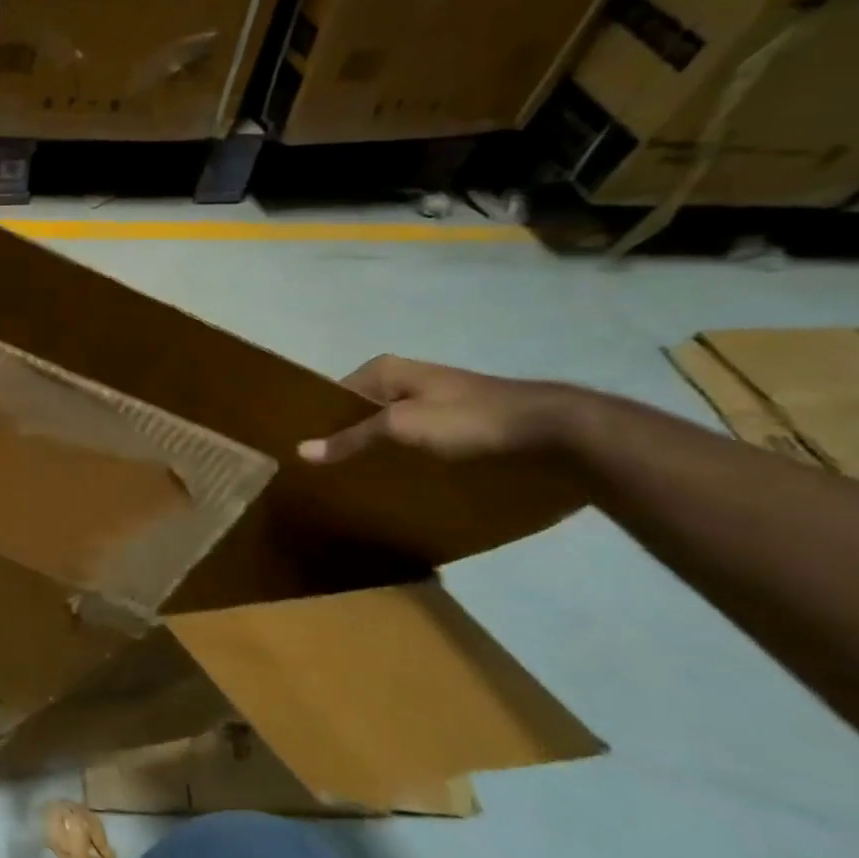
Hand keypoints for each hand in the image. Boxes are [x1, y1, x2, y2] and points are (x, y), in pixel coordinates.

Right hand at [297, 355, 578, 465]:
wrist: (558, 434)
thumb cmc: (471, 421)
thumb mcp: (402, 427)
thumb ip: (353, 438)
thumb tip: (300, 451)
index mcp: (387, 371)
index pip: (334, 395)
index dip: (318, 422)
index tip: (302, 455)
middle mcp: (407, 382)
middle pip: (361, 414)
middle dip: (345, 441)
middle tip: (324, 476)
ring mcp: (435, 405)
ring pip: (389, 432)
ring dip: (375, 455)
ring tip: (355, 486)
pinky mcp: (460, 429)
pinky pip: (416, 446)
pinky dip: (404, 462)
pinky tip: (397, 486)